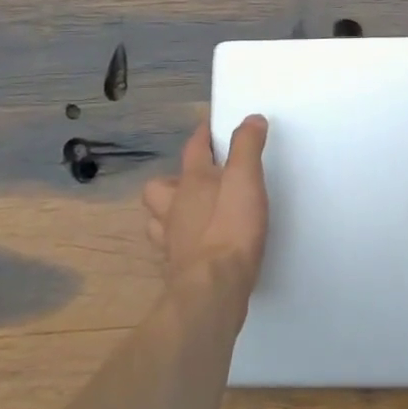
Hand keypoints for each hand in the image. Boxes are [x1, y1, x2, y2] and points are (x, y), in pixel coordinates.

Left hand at [142, 117, 269, 298]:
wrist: (213, 290)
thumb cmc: (230, 228)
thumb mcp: (246, 179)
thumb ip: (247, 146)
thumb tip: (251, 118)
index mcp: (191, 182)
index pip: (194, 148)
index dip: (203, 134)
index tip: (211, 126)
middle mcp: (174, 208)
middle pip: (159, 187)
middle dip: (173, 181)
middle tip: (196, 183)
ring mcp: (171, 241)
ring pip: (157, 220)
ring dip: (169, 213)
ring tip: (190, 214)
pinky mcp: (176, 270)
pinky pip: (170, 250)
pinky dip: (179, 244)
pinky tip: (196, 247)